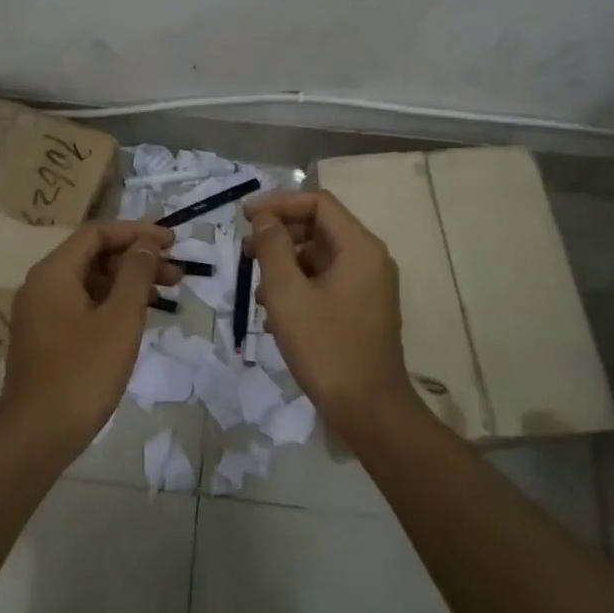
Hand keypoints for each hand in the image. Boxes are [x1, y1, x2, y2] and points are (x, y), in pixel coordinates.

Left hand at [0, 220, 179, 456]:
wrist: (37, 434)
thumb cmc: (83, 373)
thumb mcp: (120, 319)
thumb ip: (135, 275)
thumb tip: (146, 244)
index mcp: (53, 273)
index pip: (96, 233)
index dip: (136, 232)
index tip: (171, 241)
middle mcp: (41, 285)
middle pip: (93, 256)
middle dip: (136, 259)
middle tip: (177, 272)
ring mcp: (40, 313)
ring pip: (89, 283)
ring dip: (127, 283)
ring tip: (166, 293)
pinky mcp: (45, 338)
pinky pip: (81, 305)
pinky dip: (111, 303)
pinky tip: (137, 318)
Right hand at [244, 190, 415, 442]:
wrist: (368, 409)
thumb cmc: (326, 347)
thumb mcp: (287, 294)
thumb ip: (273, 248)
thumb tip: (264, 219)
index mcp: (359, 247)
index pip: (318, 203)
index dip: (279, 203)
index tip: (245, 217)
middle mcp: (370, 259)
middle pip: (320, 226)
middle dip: (279, 233)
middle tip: (244, 249)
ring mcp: (369, 285)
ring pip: (320, 255)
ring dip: (285, 261)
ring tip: (256, 285)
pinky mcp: (362, 308)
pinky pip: (326, 280)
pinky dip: (299, 283)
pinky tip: (274, 309)